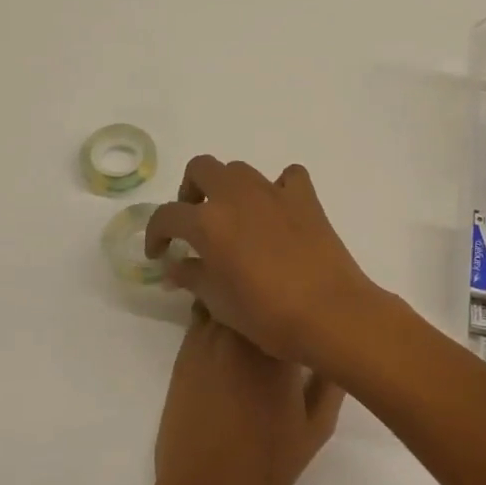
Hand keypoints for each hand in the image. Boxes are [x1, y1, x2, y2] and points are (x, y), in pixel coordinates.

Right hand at [144, 157, 387, 369]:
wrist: (330, 314)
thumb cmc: (267, 316)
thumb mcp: (218, 303)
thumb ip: (191, 277)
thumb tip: (175, 266)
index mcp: (208, 222)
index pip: (167, 215)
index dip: (155, 233)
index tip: (159, 252)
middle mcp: (236, 195)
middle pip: (201, 168)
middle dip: (190, 190)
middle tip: (193, 220)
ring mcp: (273, 191)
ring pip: (239, 169)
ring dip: (228, 187)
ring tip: (233, 217)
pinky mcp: (305, 197)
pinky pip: (287, 177)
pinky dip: (278, 187)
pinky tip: (277, 210)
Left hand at [149, 308, 343, 484]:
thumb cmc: (266, 464)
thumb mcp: (315, 429)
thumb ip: (331, 383)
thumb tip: (337, 348)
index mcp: (275, 349)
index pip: (289, 303)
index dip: (300, 300)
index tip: (310, 305)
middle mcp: (238, 334)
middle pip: (253, 292)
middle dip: (267, 293)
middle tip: (282, 302)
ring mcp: (205, 340)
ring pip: (224, 298)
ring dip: (239, 300)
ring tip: (255, 310)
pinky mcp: (183, 352)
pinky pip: (202, 317)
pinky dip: (217, 314)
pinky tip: (229, 331)